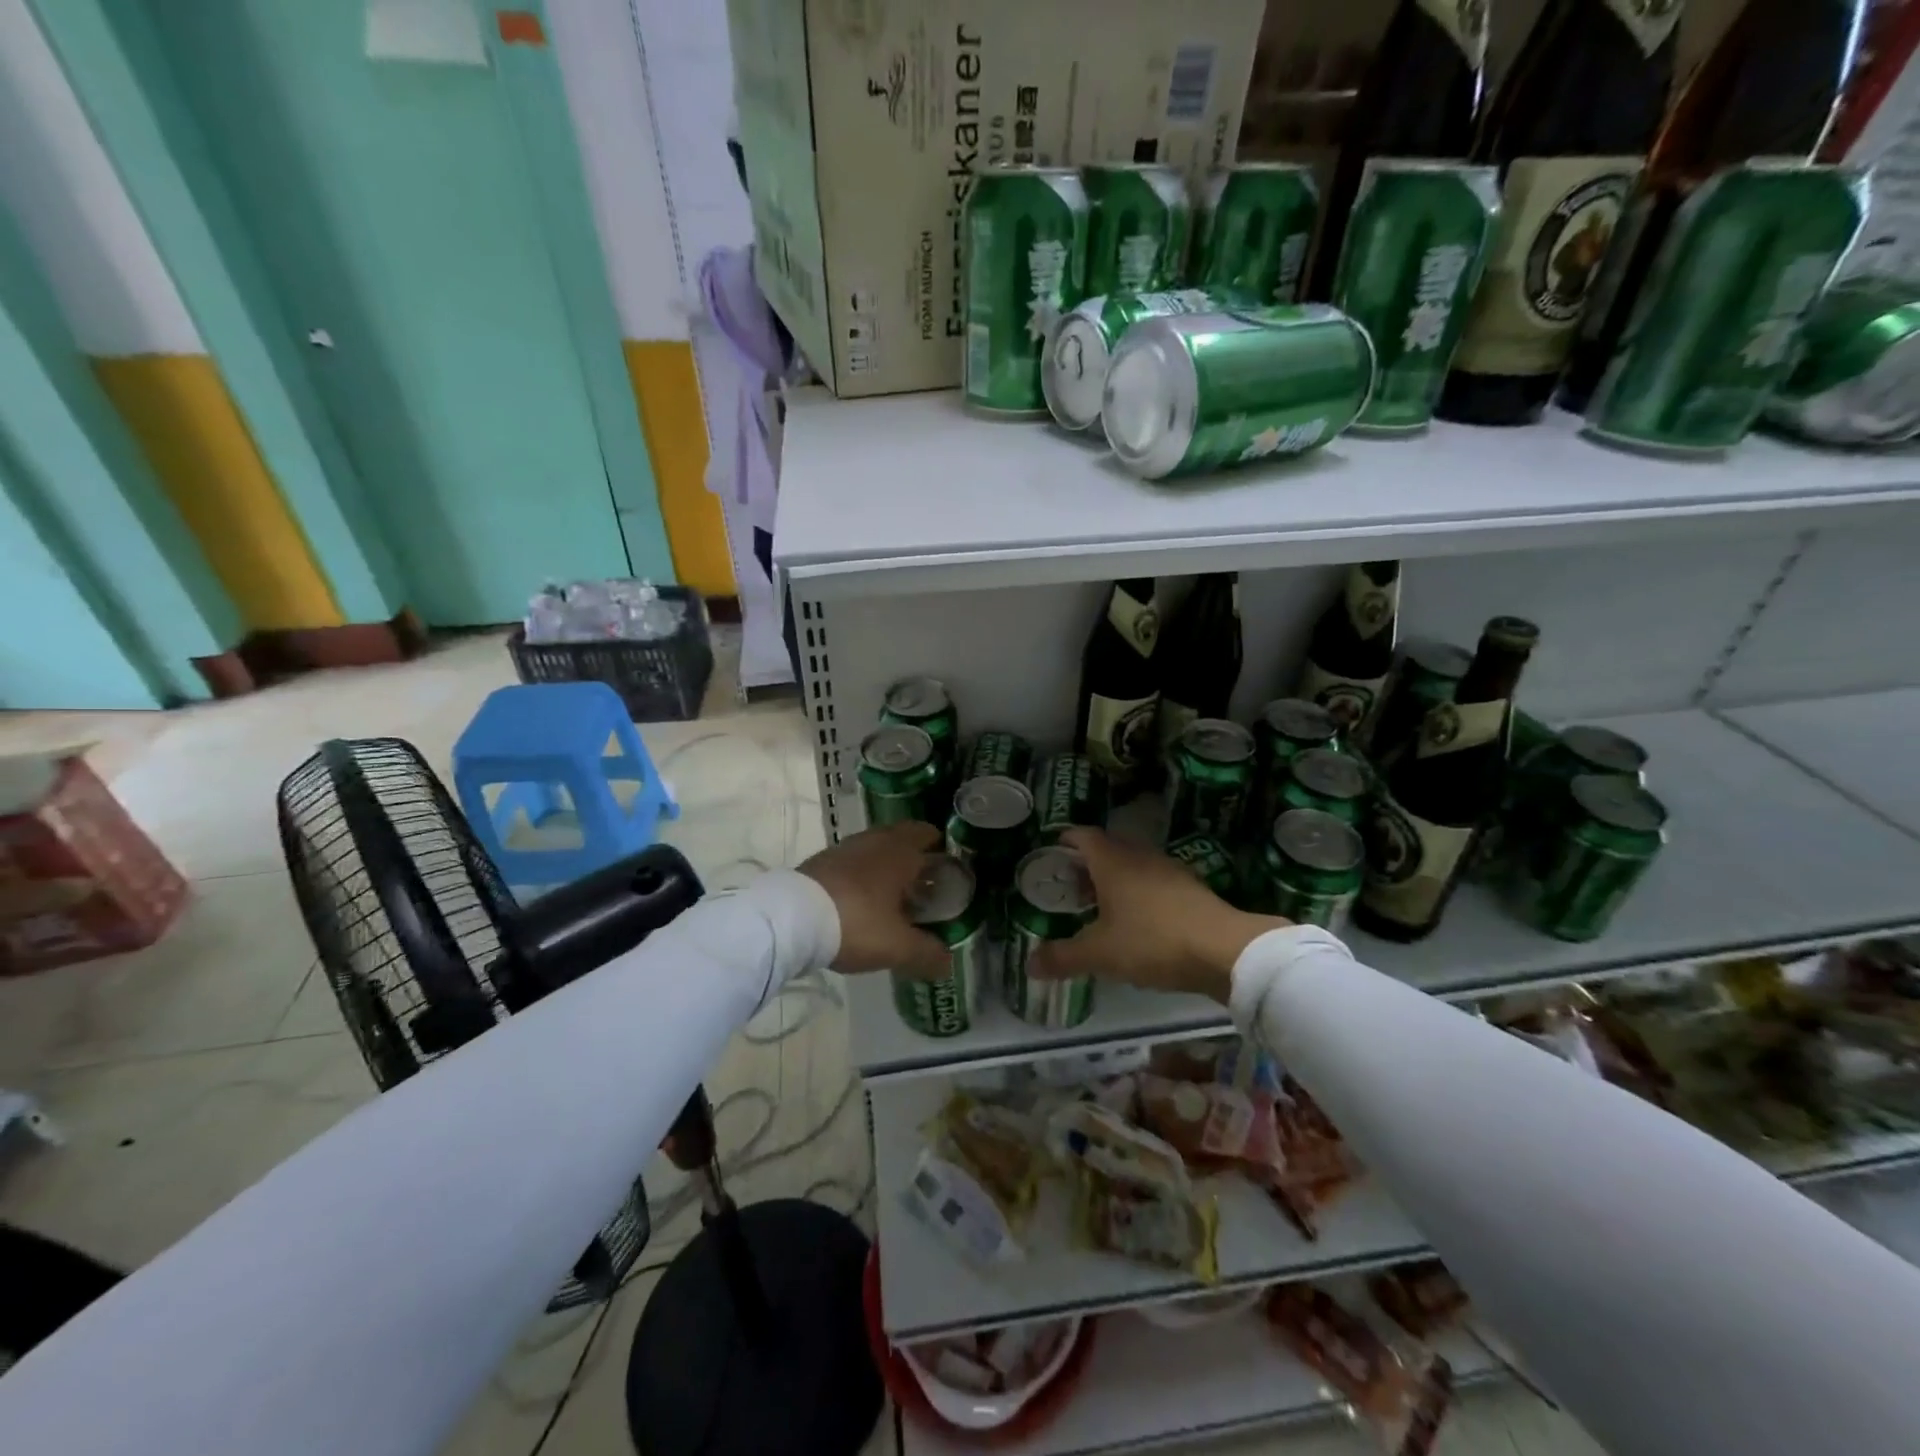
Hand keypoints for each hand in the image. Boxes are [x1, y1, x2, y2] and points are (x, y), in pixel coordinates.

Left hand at [798, 822, 950, 977]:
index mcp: (900, 851)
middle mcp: (875, 841)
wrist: (792, 918)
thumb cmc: (856, 923)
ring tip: (893, 895)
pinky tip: (861, 900)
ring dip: (886, 865)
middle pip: (902, 838)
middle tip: (924, 884)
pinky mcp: (821, 861)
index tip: (949, 870)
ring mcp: (845, 848)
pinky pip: (853, 861)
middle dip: (915, 856)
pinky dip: (862, 874)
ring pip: (875, 848)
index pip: (928, 834)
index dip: (941, 849)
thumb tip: (948, 963)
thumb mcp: (898, 946)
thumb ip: (927, 953)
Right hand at [1029, 828, 1287, 1003]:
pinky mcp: (1190, 888)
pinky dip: (1139, 893)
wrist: (1224, 950)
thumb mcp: (1100, 954)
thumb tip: (1029, 964)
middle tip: (1071, 887)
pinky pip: (1155, 882)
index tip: (1051, 855)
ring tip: (1101, 907)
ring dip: (1115, 879)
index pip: (1082, 835)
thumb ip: (1063, 957)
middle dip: (1087, 864)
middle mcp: (1139, 856)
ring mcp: (1169, 870)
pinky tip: (1138, 921)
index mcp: (1112, 861)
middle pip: (1107, 848)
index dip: (1065, 841)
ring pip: (1133, 865)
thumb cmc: (1152, 941)